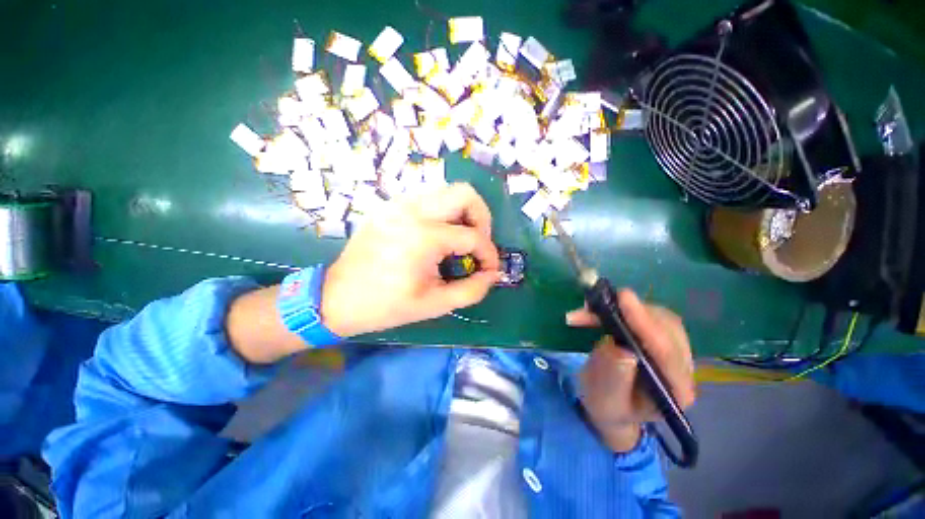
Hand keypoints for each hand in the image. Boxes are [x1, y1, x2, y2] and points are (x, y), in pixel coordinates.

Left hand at [321, 183, 501, 337]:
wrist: (337, 298)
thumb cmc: (386, 305)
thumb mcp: (435, 304)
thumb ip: (472, 290)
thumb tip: (492, 275)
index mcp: (424, 237)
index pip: (473, 236)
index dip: (489, 254)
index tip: (489, 269)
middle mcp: (412, 211)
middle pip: (465, 194)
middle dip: (481, 219)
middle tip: (477, 243)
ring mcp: (398, 204)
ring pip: (446, 191)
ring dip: (461, 213)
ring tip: (459, 239)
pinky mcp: (390, 206)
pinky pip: (427, 198)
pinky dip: (442, 212)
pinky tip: (437, 235)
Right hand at [566, 289, 694, 451]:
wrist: (612, 405)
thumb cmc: (608, 407)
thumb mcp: (605, 400)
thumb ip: (614, 378)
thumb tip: (620, 348)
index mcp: (676, 392)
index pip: (668, 354)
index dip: (646, 324)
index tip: (623, 299)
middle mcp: (682, 368)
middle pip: (668, 329)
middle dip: (632, 312)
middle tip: (595, 304)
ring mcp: (674, 351)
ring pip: (658, 317)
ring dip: (623, 309)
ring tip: (590, 309)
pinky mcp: (660, 337)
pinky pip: (647, 314)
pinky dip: (620, 309)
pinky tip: (599, 310)